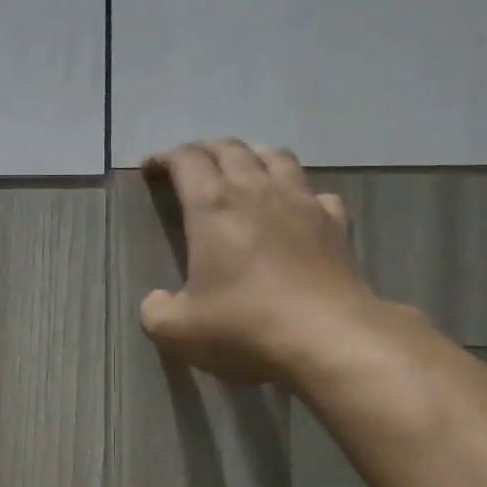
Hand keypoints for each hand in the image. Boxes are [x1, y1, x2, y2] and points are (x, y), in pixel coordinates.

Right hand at [141, 138, 382, 383]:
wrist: (328, 338)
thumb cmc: (244, 326)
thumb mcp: (178, 331)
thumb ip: (156, 312)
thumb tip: (156, 300)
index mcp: (213, 207)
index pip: (186, 160)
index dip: (165, 158)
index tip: (151, 168)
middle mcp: (257, 191)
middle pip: (230, 149)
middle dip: (205, 150)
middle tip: (190, 165)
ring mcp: (302, 203)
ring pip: (276, 157)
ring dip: (252, 156)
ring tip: (242, 171)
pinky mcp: (335, 223)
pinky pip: (314, 192)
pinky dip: (298, 192)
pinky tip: (294, 209)